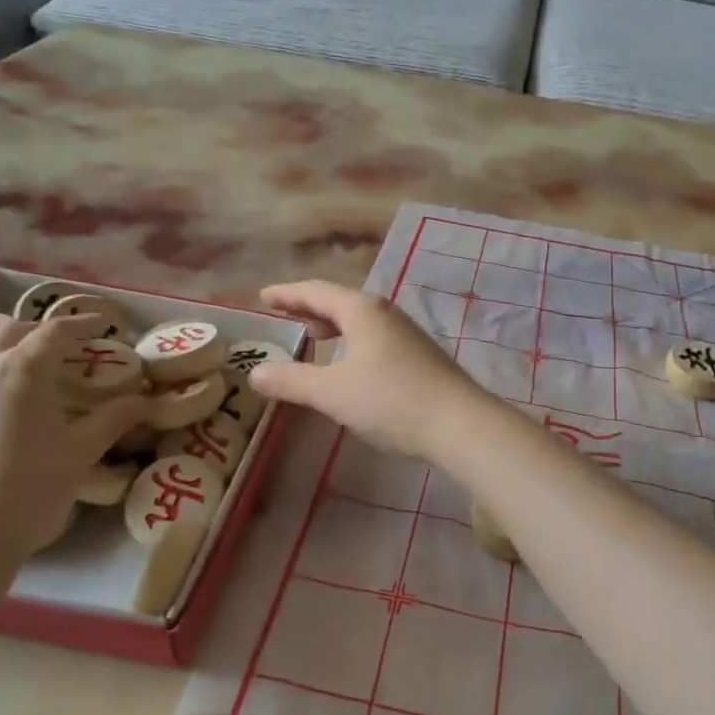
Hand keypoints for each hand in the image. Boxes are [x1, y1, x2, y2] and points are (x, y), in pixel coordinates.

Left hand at [0, 315, 148, 574]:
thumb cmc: (27, 489)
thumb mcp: (80, 454)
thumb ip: (113, 420)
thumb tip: (144, 401)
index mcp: (24, 369)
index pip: (56, 332)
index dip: (83, 324)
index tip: (103, 325)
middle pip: (14, 332)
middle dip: (43, 332)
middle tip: (68, 347)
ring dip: (7, 347)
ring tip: (26, 366)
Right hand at [248, 280, 488, 459]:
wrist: (459, 423)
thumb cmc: (390, 400)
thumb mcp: (332, 393)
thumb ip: (292, 381)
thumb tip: (255, 372)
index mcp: (361, 310)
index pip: (316, 292)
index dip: (287, 294)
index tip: (264, 297)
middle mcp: (385, 313)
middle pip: (340, 301)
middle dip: (310, 307)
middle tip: (284, 314)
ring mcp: (406, 333)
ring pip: (361, 320)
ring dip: (333, 324)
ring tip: (314, 335)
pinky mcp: (419, 355)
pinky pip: (375, 337)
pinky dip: (352, 341)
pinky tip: (351, 363)